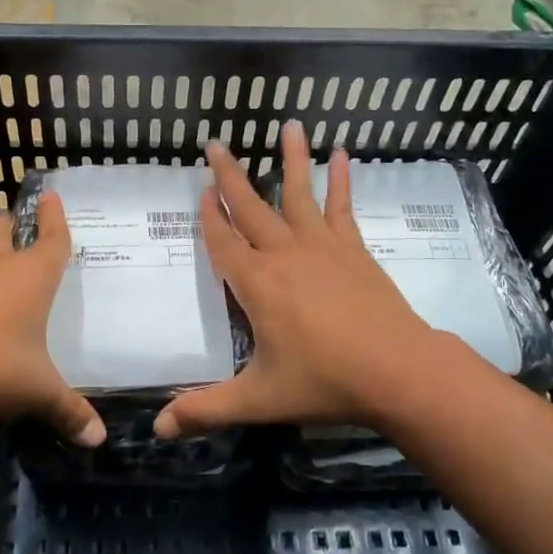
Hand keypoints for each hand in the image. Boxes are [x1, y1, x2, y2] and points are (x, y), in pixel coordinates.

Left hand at [0, 193, 105, 445]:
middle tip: (16, 217)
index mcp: (30, 277)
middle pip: (2, 234)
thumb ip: (69, 411)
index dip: (54, 218)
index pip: (50, 239)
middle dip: (11, 224)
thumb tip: (99, 440)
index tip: (50, 195)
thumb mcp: (38, 392)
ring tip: (2, 269)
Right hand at [155, 121, 437, 439]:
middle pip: (250, 206)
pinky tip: (342, 154)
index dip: (209, 217)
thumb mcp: (259, 398)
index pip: (222, 241)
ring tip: (287, 124)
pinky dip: (341, 179)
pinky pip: (342, 206)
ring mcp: (321, 245)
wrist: (397, 371)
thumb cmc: (324, 381)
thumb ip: (206, 410)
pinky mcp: (352, 247)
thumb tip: (155, 429)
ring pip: (298, 192)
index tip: (201, 191)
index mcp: (255, 283)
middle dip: (230, 175)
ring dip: (290, 158)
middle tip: (215, 143)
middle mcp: (283, 253)